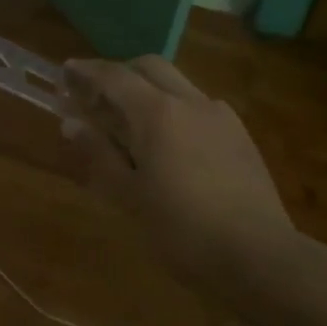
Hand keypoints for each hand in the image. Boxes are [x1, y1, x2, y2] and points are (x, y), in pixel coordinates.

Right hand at [62, 56, 298, 297]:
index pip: (114, 77)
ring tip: (131, 123)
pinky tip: (170, 144)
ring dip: (149, 91)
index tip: (66, 71)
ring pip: (177, 85)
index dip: (86, 71)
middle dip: (120, 73)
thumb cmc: (183, 230)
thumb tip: (71, 123)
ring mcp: (221, 117)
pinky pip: (199, 107)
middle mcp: (190, 102)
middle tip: (97, 96)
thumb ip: (99, 154)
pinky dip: (175, 110)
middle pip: (150, 67)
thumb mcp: (129, 196)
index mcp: (157, 113)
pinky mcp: (241, 136)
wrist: (261, 258)